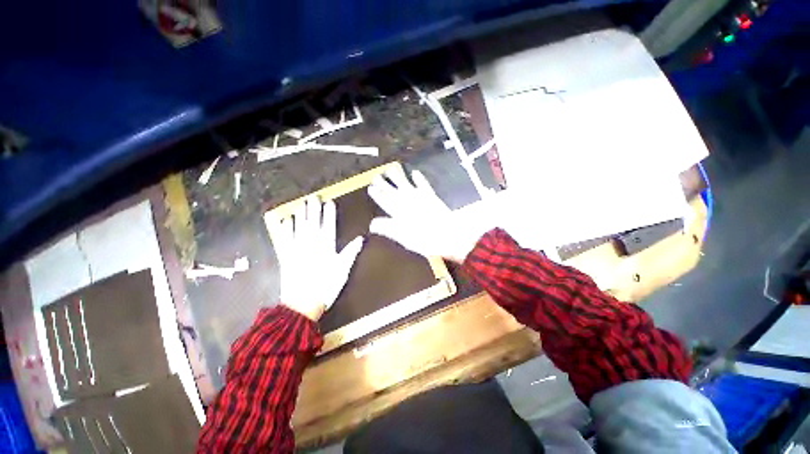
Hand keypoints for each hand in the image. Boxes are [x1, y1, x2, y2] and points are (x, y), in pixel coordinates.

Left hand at [266, 196, 363, 320]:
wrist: (302, 304)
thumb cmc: (326, 286)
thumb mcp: (343, 270)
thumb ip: (351, 252)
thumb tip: (360, 238)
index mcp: (326, 247)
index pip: (329, 226)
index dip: (329, 214)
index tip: (329, 203)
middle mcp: (311, 245)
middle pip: (313, 223)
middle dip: (313, 210)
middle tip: (313, 197)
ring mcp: (297, 249)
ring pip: (299, 228)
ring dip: (301, 215)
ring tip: (301, 205)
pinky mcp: (286, 256)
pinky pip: (285, 239)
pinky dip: (286, 229)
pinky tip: (287, 221)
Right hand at [368, 168, 491, 262]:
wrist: (447, 234)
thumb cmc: (423, 239)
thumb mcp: (402, 237)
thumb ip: (387, 228)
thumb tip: (372, 224)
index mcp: (398, 212)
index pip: (384, 201)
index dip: (377, 194)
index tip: (371, 188)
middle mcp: (406, 201)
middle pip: (392, 191)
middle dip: (383, 183)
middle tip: (376, 176)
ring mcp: (419, 197)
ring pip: (405, 184)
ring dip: (397, 176)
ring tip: (390, 169)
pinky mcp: (430, 196)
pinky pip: (423, 184)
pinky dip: (419, 178)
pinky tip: (415, 172)